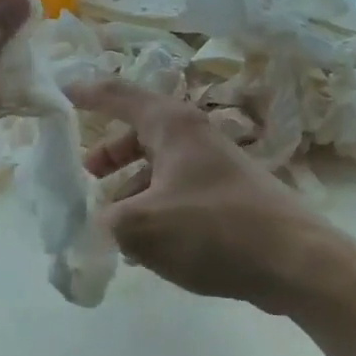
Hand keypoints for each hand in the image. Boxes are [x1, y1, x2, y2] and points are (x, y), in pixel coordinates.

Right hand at [67, 79, 355, 316]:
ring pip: (158, 166)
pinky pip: (177, 192)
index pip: (118, 94)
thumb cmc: (214, 230)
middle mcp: (193, 136)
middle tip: (83, 175)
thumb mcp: (145, 227)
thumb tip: (96, 223)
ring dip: (130, 187)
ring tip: (109, 221)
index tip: (59, 93)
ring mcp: (213, 166)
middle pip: (138, 132)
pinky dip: (154, 207)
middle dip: (108, 153)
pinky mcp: (226, 196)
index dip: (86, 93)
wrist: (296, 261)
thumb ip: (106, 221)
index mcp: (172, 125)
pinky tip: (145, 245)